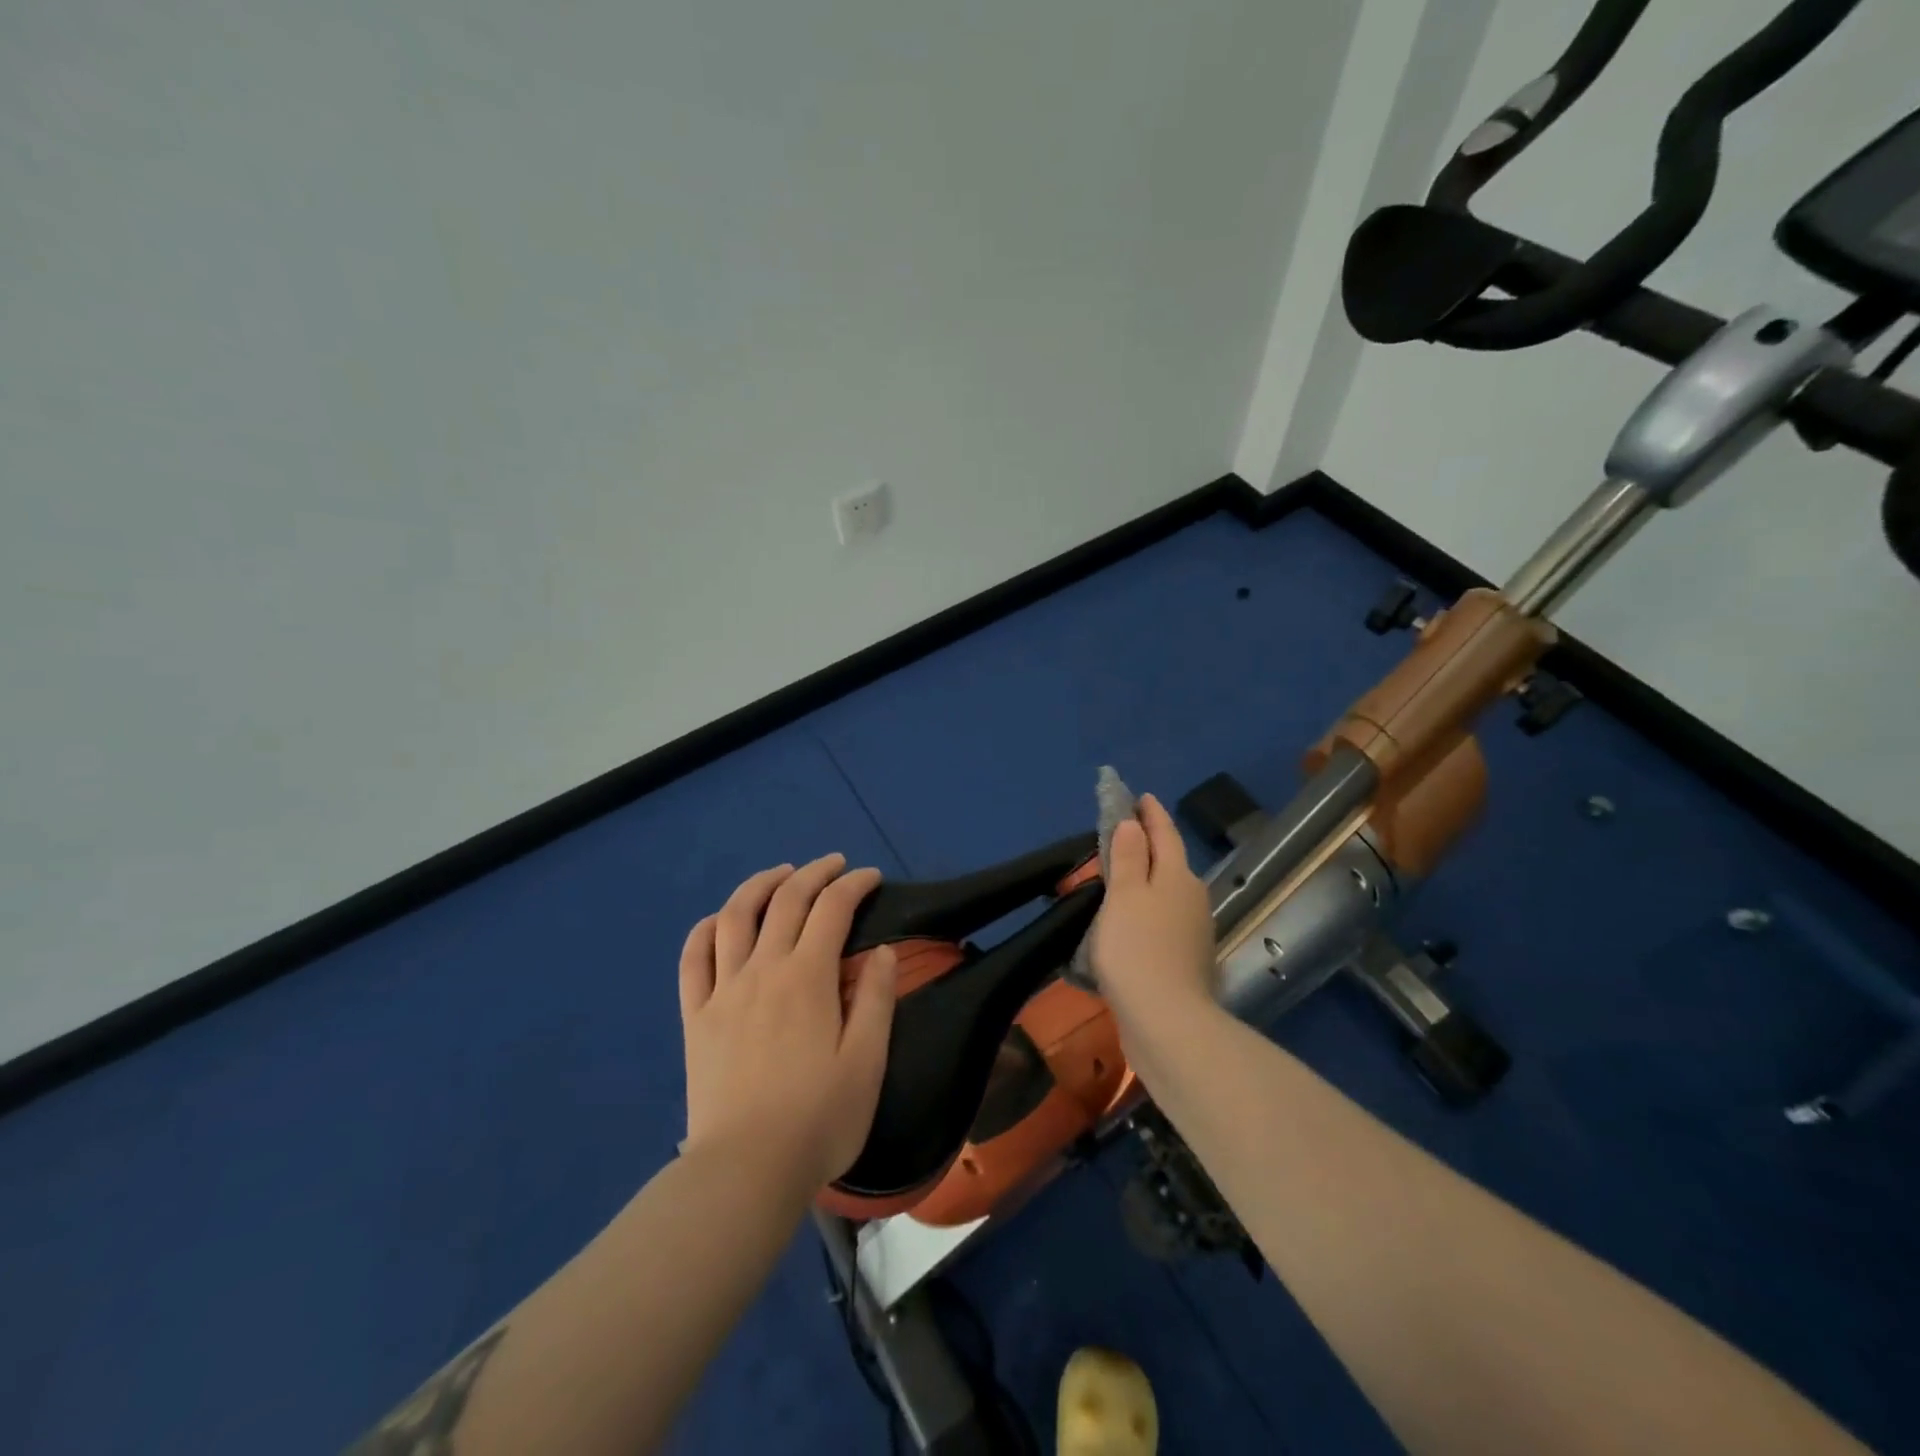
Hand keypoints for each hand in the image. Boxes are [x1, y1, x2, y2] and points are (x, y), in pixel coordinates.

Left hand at [678, 854, 897, 1190]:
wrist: (746, 1171)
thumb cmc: (819, 1119)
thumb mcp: (867, 1062)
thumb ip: (877, 1000)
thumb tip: (883, 951)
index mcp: (807, 977)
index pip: (833, 910)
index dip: (854, 885)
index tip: (872, 877)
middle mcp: (763, 969)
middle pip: (785, 900)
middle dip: (813, 873)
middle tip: (833, 865)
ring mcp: (723, 990)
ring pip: (734, 916)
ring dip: (759, 885)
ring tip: (780, 875)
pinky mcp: (696, 1016)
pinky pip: (692, 959)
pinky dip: (705, 929)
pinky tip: (718, 921)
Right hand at [1089, 794, 1216, 1031]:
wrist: (1168, 1022)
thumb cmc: (1137, 950)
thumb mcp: (1124, 895)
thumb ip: (1127, 857)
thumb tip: (1132, 825)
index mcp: (1177, 876)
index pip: (1165, 834)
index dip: (1151, 814)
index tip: (1140, 797)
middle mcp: (1192, 898)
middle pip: (1170, 862)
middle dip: (1149, 845)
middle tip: (1122, 834)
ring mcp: (1194, 932)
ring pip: (1167, 893)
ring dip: (1147, 880)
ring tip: (1121, 877)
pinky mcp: (1186, 961)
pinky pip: (1164, 922)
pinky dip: (1148, 912)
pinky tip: (1131, 923)